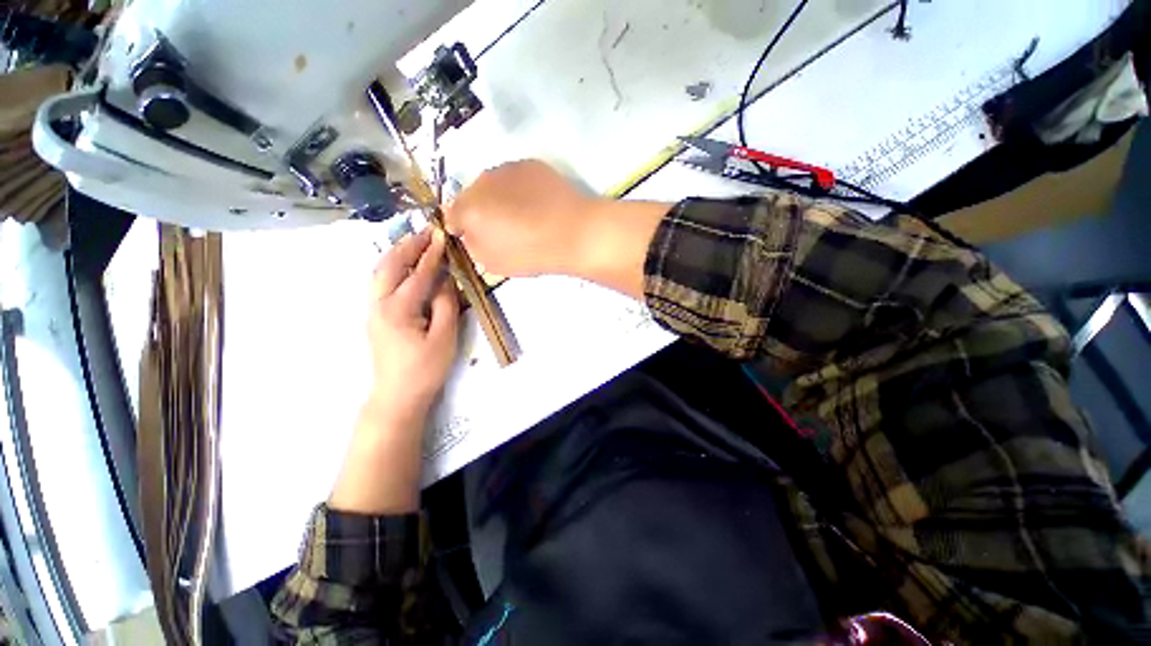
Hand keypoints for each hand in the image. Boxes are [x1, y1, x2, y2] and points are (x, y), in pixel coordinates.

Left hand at [366, 227, 458, 418]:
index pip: (417, 274)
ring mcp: (372, 310)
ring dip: (396, 253)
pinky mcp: (374, 316)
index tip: (441, 235)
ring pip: (380, 272)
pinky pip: (380, 283)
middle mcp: (378, 304)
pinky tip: (403, 265)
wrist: (397, 396)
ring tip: (414, 241)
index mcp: (398, 309)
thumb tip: (445, 280)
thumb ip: (445, 305)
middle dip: (408, 246)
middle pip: (389, 266)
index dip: (431, 254)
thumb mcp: (444, 337)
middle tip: (426, 231)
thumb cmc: (425, 369)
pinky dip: (391, 267)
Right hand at [444, 160, 598, 276]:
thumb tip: (469, 234)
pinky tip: (537, 205)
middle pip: (472, 196)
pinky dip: (520, 190)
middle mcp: (482, 181)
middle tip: (501, 229)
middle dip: (480, 211)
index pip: (450, 215)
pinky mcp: (531, 164)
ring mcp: (508, 168)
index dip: (460, 229)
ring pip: (494, 185)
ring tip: (522, 216)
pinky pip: (516, 178)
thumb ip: (472, 246)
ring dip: (499, 198)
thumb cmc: (531, 253)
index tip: (474, 238)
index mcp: (468, 208)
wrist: (574, 233)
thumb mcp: (492, 263)